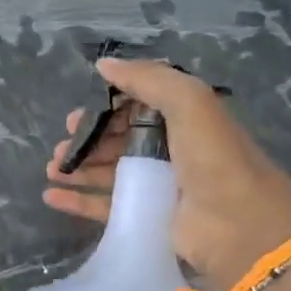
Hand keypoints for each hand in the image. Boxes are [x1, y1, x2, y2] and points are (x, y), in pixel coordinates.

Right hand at [43, 58, 290, 290]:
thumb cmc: (213, 156)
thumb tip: (103, 65)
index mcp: (183, 119)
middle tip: (60, 148)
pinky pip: (105, 206)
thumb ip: (146, 78)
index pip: (135, 108)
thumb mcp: (188, 101)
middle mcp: (170, 151)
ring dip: (78, 168)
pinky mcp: (148, 218)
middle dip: (86, 141)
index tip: (76, 116)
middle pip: (118, 141)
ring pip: (109, 173)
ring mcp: (158, 186)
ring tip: (52, 169)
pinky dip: (78, 201)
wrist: (239, 224)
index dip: (104, 109)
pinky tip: (52, 196)